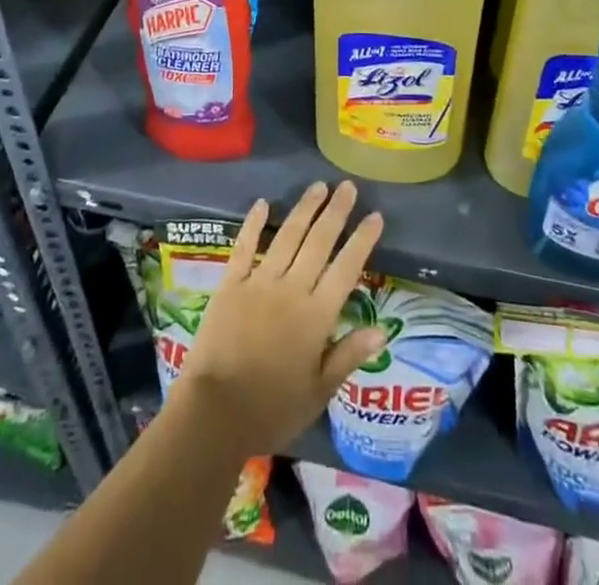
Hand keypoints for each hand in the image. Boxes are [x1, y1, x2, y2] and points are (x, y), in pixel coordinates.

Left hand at [170, 180, 386, 458]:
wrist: (215, 413)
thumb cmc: (272, 409)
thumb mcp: (319, 391)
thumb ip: (349, 355)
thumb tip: (383, 330)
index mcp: (317, 315)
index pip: (346, 268)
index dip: (362, 240)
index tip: (375, 215)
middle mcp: (292, 289)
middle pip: (319, 242)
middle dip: (336, 211)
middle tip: (348, 186)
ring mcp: (259, 282)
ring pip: (287, 236)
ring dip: (304, 209)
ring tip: (318, 186)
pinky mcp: (230, 284)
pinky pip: (244, 247)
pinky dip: (253, 223)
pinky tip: (262, 203)